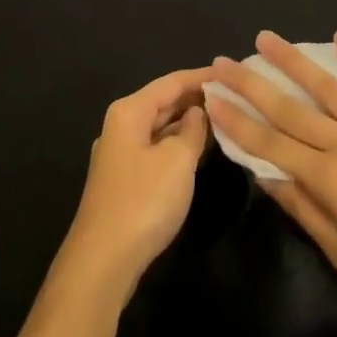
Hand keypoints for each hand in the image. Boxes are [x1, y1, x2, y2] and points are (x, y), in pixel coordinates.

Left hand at [60, 68, 211, 301]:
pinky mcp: (125, 181)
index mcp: (129, 111)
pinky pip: (157, 149)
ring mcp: (121, 155)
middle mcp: (121, 126)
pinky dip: (179, 145)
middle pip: (164, 102)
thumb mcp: (178, 160)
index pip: (172, 82)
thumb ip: (193, 130)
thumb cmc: (143, 201)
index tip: (232, 73)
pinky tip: (201, 149)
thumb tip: (198, 112)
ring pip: (161, 127)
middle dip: (196, 98)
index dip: (202, 77)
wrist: (103, 262)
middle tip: (233, 95)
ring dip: (189, 123)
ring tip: (225, 118)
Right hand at [206, 30, 336, 333]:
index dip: (238, 121)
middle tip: (223, 61)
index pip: (271, 144)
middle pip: (291, 108)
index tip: (212, 97)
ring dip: (294, 61)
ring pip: (329, 87)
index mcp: (330, 181)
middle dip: (252, 84)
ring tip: (267, 39)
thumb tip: (265, 176)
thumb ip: (306, 212)